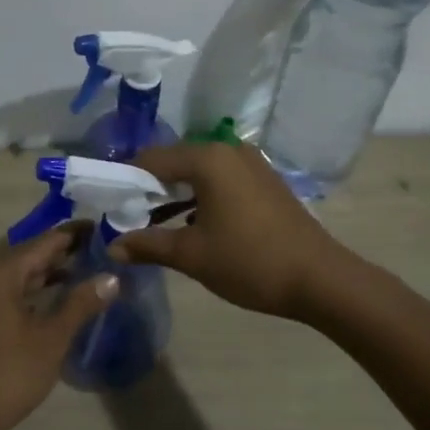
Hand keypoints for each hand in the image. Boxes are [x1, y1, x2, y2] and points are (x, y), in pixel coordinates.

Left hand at [0, 226, 118, 429]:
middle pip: (32, 254)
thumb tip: (112, 277)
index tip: (106, 228)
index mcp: (0, 274)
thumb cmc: (8, 375)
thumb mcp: (51, 339)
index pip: (45, 242)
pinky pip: (15, 291)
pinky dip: (39, 290)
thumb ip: (80, 303)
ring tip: (91, 268)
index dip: (76, 234)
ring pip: (23, 274)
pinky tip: (62, 296)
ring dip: (53, 271)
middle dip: (67, 251)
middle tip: (105, 248)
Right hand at [108, 142, 347, 318]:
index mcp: (207, 159)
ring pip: (198, 173)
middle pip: (174, 162)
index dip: (125, 181)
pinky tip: (190, 225)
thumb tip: (112, 247)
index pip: (151, 160)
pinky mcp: (264, 181)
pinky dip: (200, 198)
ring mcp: (250, 164)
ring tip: (153, 224)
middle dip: (149, 189)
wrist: (320, 279)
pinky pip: (220, 181)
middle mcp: (228, 150)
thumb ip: (148, 245)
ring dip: (175, 195)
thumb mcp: (192, 255)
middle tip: (128, 217)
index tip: (110, 206)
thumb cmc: (249, 261)